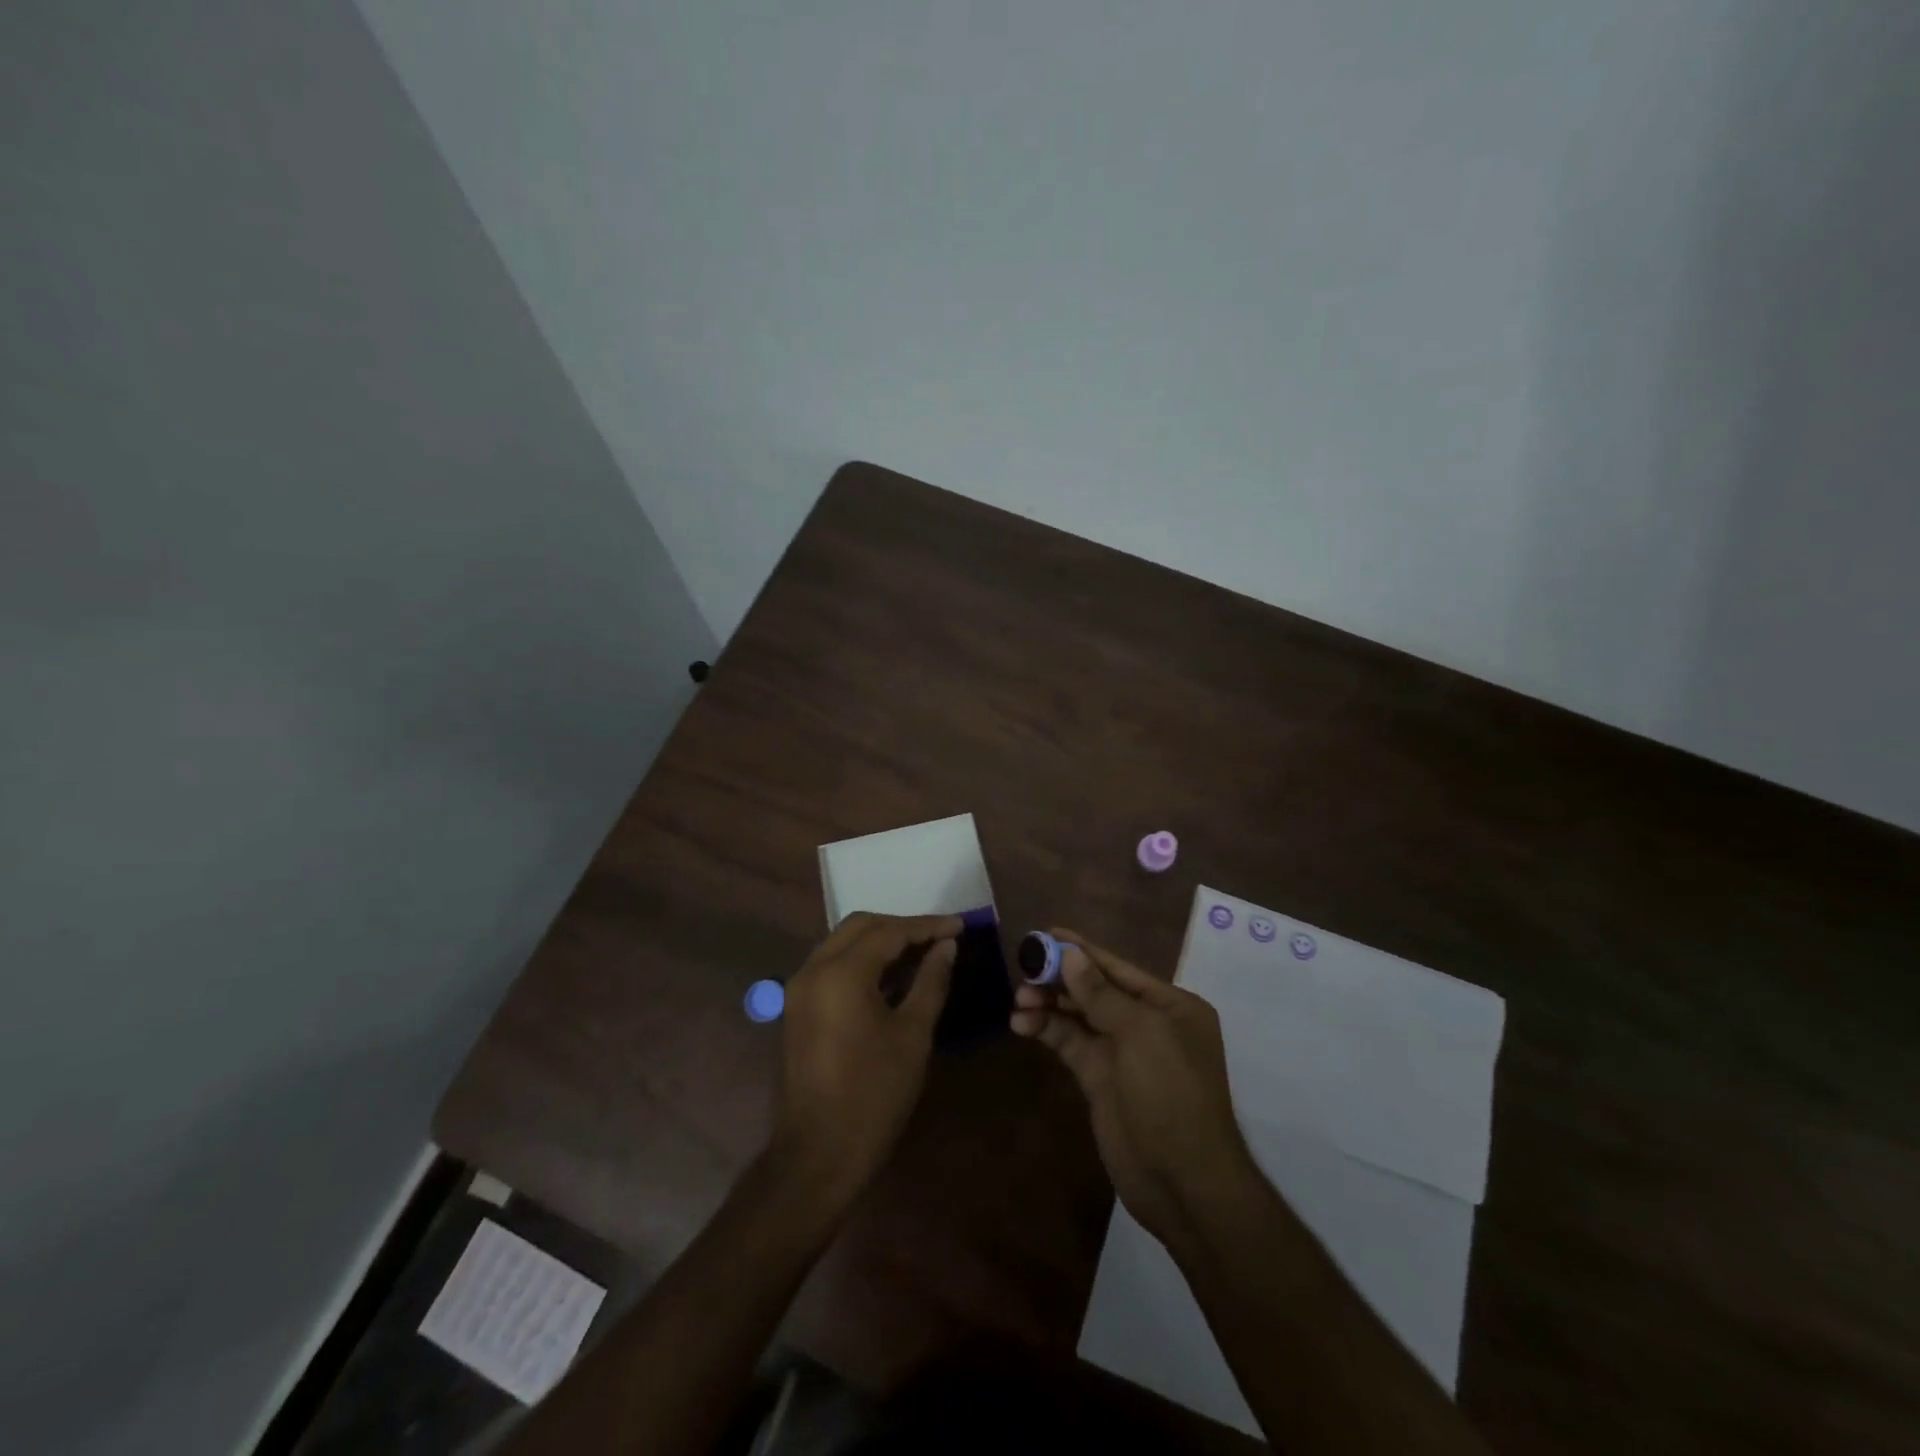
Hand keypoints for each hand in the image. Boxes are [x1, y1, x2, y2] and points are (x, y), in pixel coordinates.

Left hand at [770, 912, 958, 1208]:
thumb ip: (930, 982)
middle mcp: (814, 969)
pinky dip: (862, 960)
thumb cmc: (874, 1094)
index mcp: (842, 973)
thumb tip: (947, 947)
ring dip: (881, 940)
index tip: (961, 925)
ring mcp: (800, 988)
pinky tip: (892, 974)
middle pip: (861, 926)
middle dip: (902, 926)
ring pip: (843, 942)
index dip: (927, 926)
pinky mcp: (798, 1007)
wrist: (818, 1153)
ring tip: (922, 951)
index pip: (889, 932)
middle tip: (940, 937)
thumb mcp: (913, 1035)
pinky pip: (833, 965)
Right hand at [1011, 928, 1256, 1244]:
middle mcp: (1147, 1023)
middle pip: (1095, 989)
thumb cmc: (1171, 1095)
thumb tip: (1070, 954)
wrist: (1183, 1183)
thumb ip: (1101, 994)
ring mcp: (1122, 1053)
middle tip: (1023, 968)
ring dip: (1048, 1004)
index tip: (1047, 933)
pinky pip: (1070, 1044)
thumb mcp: (1140, 1036)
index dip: (1082, 950)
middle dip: (1059, 978)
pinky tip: (1021, 1024)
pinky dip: (1046, 1031)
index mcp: (1170, 1006)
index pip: (1118, 968)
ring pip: (1078, 1016)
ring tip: (1018, 999)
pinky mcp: (1100, 1079)